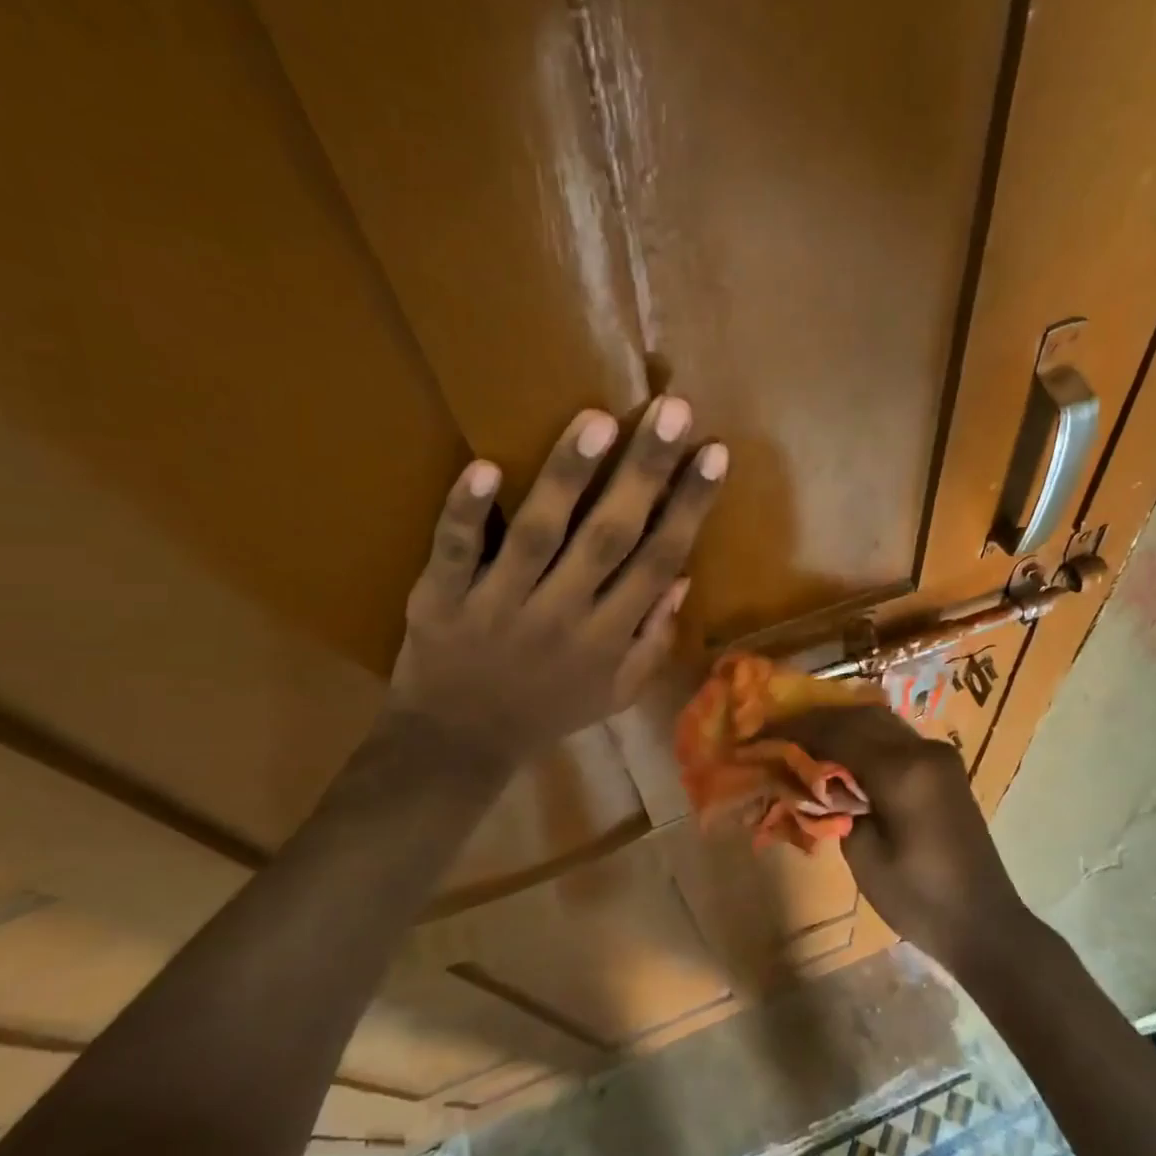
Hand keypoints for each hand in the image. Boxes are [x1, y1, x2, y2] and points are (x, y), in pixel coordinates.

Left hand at [388, 399, 725, 770]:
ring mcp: (498, 604)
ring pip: (538, 534)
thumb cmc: (547, 712)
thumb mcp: (616, 693)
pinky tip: (485, 468)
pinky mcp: (441, 599)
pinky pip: (454, 552)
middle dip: (645, 473)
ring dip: (568, 477)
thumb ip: (652, 639)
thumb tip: (683, 578)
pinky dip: (465, 513)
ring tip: (599, 420)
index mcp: (607, 638)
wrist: (457, 744)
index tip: (714, 454)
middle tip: (673, 410)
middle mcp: (561, 615)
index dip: (689, 507)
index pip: (658, 561)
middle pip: (610, 536)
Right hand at [774, 705, 1032, 972]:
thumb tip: (816, 780)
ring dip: (842, 725)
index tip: (765, 731)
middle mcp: (923, 750)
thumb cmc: (919, 899)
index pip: (838, 733)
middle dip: (818, 721)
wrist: (984, 923)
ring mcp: (939, 755)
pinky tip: (842, 752)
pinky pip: (895, 738)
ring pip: (879, 722)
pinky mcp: (945, 767)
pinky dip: (865, 738)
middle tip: (781, 731)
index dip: (798, 730)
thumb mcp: (863, 856)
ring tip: (805, 739)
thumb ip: (835, 806)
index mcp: (902, 771)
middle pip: (860, 717)